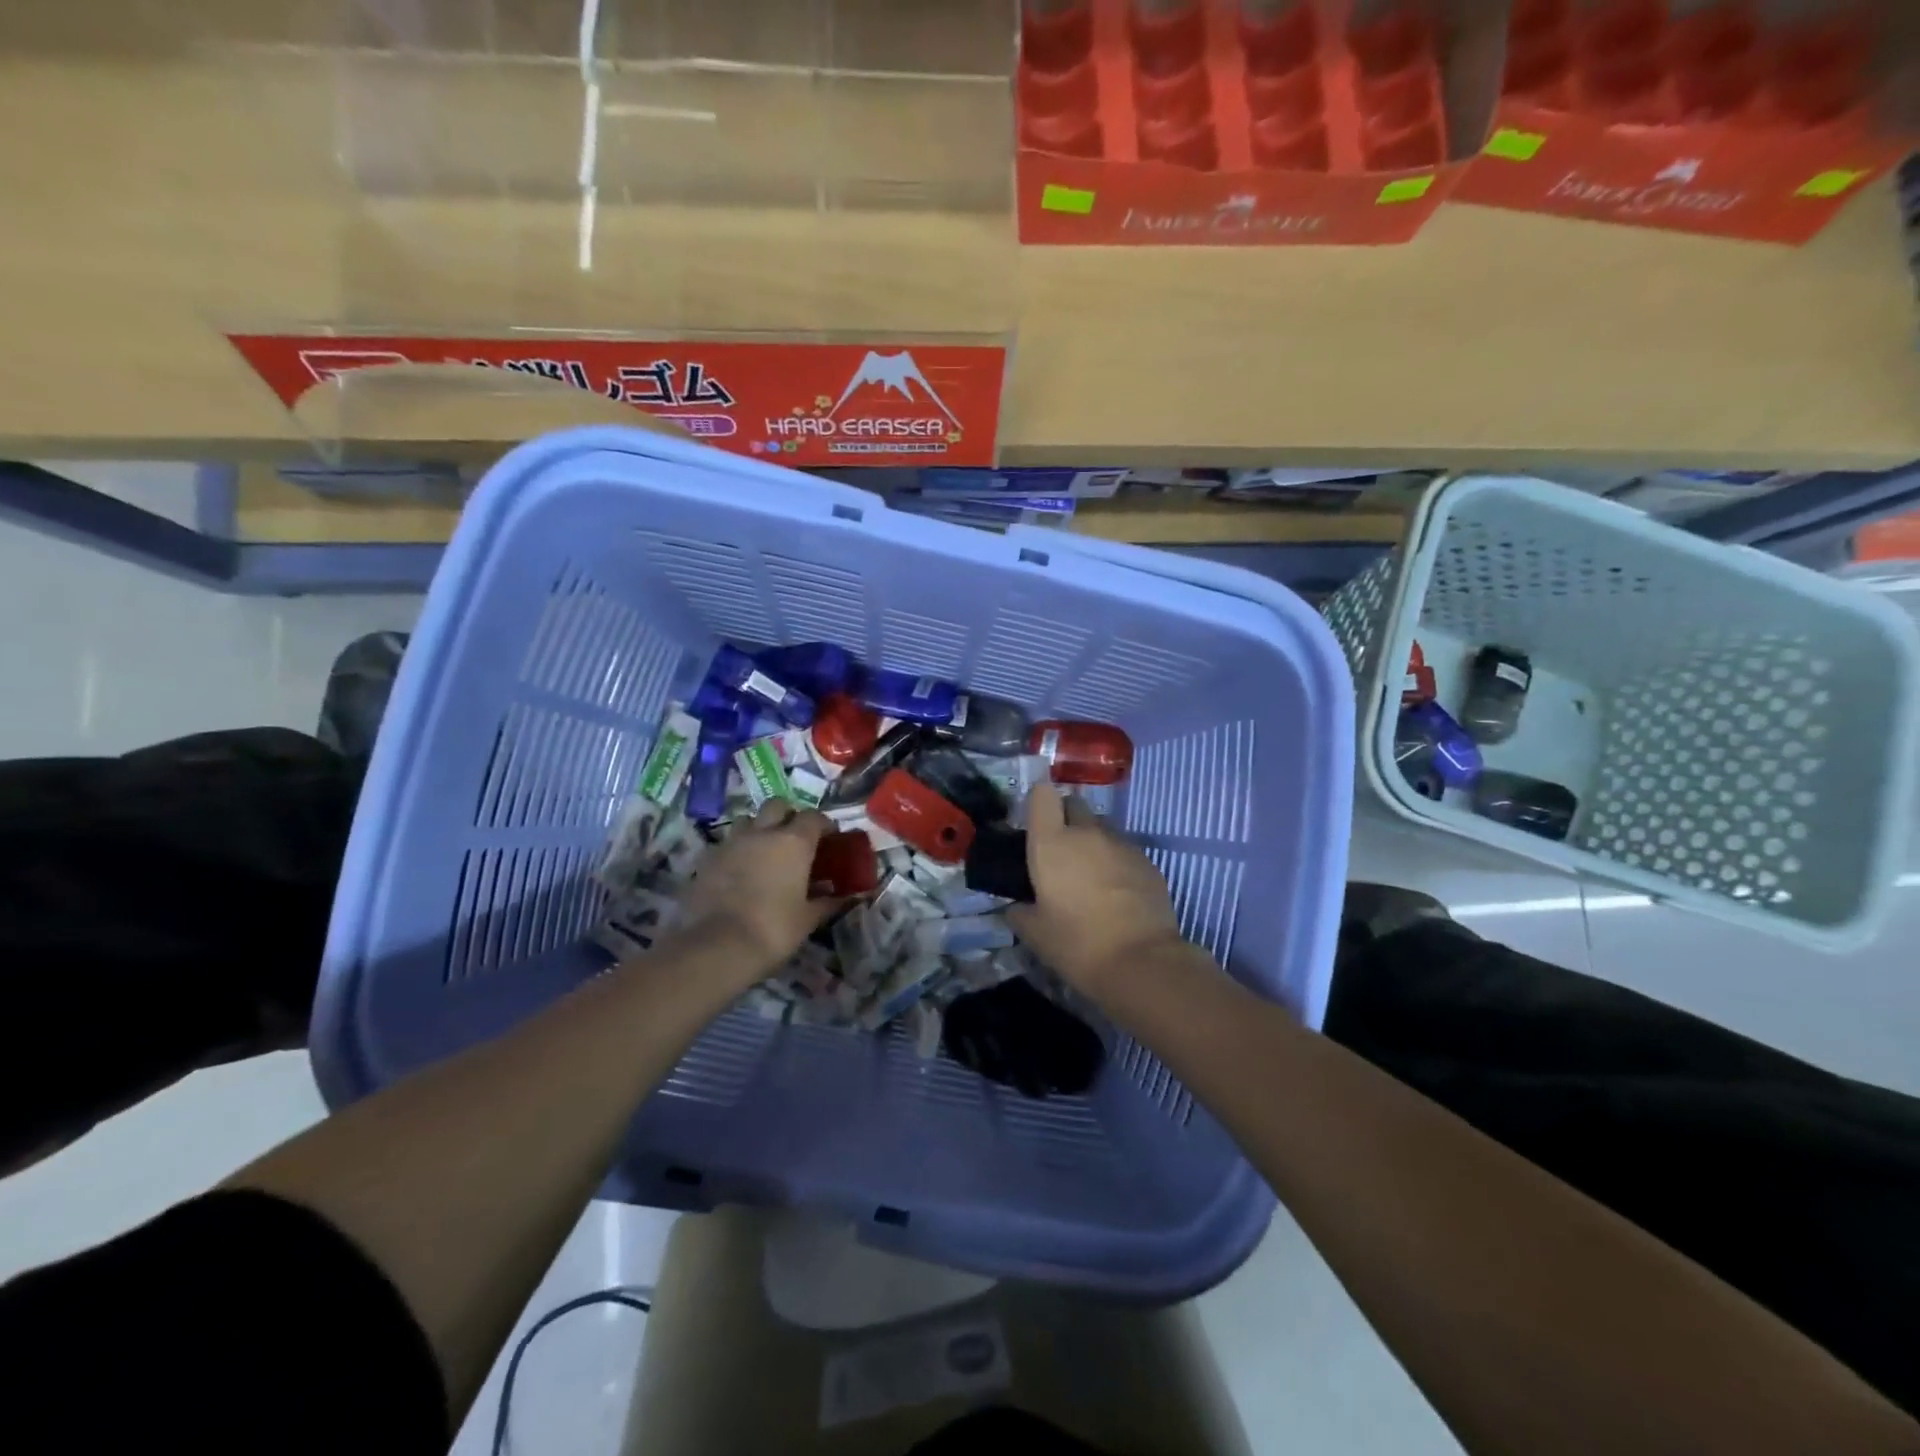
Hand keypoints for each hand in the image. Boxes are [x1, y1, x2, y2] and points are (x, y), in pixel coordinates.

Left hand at [675, 802, 837, 977]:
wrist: (717, 946)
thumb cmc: (774, 929)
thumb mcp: (807, 919)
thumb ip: (827, 902)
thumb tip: (845, 897)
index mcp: (794, 842)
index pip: (814, 817)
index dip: (823, 825)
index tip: (829, 838)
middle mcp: (762, 833)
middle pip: (777, 806)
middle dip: (787, 816)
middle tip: (794, 838)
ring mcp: (731, 842)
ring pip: (747, 821)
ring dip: (758, 829)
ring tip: (763, 852)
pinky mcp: (706, 859)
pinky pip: (726, 845)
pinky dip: (735, 852)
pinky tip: (738, 872)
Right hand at [1007, 783, 1189, 998]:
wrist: (1141, 961)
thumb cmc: (1077, 944)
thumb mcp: (1035, 934)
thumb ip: (1020, 912)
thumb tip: (1017, 906)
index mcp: (1052, 842)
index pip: (1043, 795)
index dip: (1039, 804)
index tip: (1036, 825)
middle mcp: (1087, 833)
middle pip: (1075, 805)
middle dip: (1066, 819)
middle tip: (1061, 853)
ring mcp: (1121, 844)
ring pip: (1102, 828)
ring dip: (1093, 842)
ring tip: (1090, 876)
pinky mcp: (1148, 861)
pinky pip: (1125, 850)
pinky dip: (1116, 862)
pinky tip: (1116, 893)